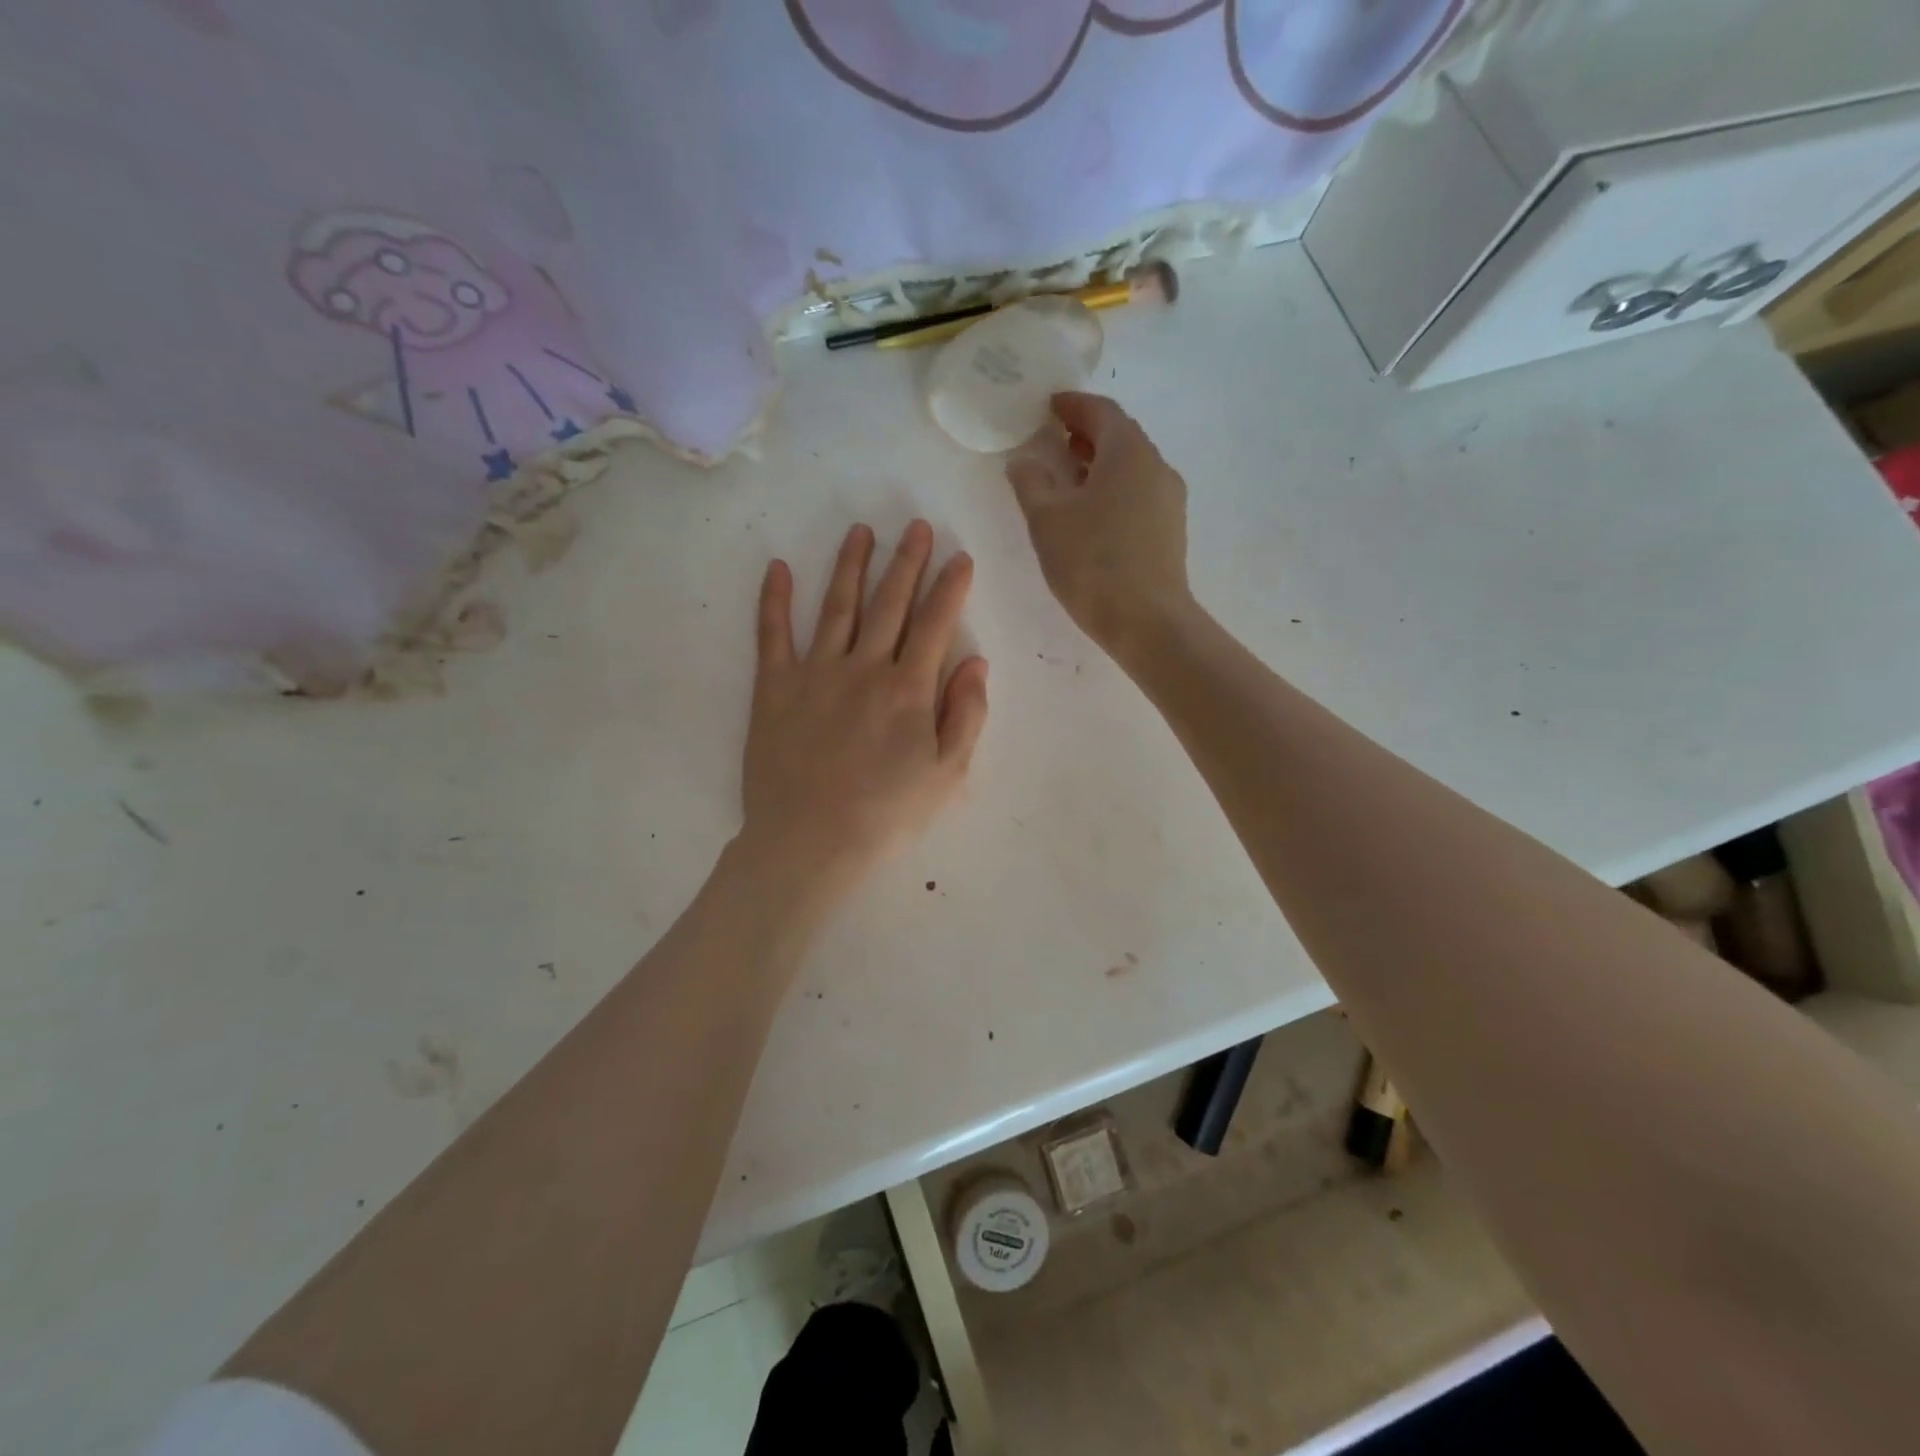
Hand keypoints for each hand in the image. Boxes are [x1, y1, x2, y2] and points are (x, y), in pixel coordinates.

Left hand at [739, 520, 988, 909]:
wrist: (809, 842)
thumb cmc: (886, 814)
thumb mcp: (946, 775)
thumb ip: (965, 716)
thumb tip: (975, 663)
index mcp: (908, 689)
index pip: (934, 624)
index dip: (950, 587)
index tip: (960, 558)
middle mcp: (863, 668)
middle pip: (889, 603)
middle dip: (906, 561)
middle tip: (916, 526)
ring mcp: (814, 673)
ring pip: (836, 607)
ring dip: (850, 566)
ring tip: (861, 531)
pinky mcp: (773, 688)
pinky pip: (772, 635)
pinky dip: (774, 600)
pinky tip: (777, 568)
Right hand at [1005, 392, 1192, 660]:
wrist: (1147, 621)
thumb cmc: (1092, 563)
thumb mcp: (1047, 520)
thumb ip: (1031, 482)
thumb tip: (1024, 460)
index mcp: (1128, 452)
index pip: (1101, 411)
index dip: (1072, 405)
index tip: (1049, 406)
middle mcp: (1156, 466)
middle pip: (1121, 436)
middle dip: (1087, 433)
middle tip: (1055, 439)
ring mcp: (1169, 499)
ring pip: (1132, 467)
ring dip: (1101, 464)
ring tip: (1070, 477)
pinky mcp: (1171, 529)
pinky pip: (1139, 493)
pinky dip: (1114, 489)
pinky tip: (1093, 513)